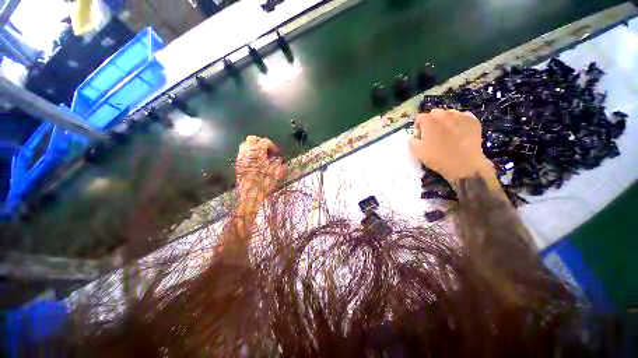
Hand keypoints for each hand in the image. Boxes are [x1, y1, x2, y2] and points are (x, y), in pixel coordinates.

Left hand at [235, 136, 285, 203]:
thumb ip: (279, 163)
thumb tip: (280, 160)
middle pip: (252, 139)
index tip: (275, 152)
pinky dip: (249, 153)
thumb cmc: (263, 184)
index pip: (264, 141)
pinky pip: (242, 153)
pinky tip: (255, 160)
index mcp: (258, 153)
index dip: (272, 145)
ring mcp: (241, 158)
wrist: (250, 195)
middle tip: (267, 149)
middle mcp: (247, 153)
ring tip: (261, 154)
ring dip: (254, 147)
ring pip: (245, 144)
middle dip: (261, 142)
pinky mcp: (238, 164)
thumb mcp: (276, 173)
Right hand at [409, 109, 495, 184]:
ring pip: (449, 114)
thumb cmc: (438, 157)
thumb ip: (411, 141)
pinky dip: (458, 123)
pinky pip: (462, 117)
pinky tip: (458, 133)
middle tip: (432, 135)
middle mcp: (445, 114)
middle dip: (431, 122)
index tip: (420, 137)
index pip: (419, 117)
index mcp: (429, 120)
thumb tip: (413, 137)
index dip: (418, 127)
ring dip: (445, 122)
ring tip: (446, 134)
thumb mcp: (417, 152)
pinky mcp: (473, 121)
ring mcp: (461, 116)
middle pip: (434, 114)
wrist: (464, 164)